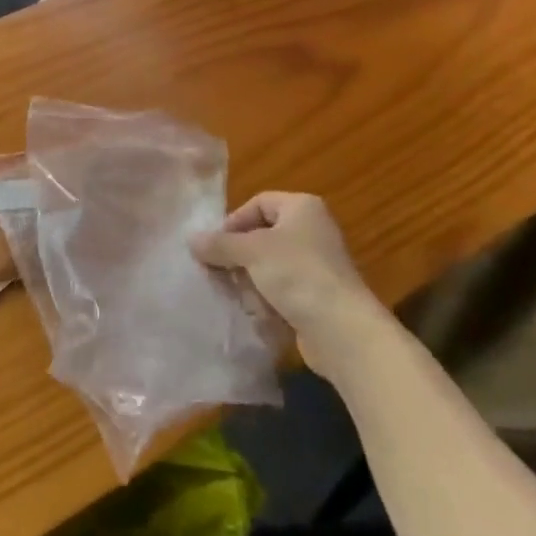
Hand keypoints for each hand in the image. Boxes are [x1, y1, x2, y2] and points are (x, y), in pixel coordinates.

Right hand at [191, 192, 384, 374]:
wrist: (344, 332)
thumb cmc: (297, 274)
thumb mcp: (251, 252)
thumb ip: (219, 244)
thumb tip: (191, 240)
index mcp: (302, 208)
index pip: (258, 203)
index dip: (234, 221)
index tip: (215, 245)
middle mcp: (312, 231)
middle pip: (262, 235)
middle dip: (238, 255)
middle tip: (218, 271)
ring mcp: (317, 266)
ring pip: (269, 266)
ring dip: (251, 280)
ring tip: (237, 295)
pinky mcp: (318, 297)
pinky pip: (283, 291)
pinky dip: (267, 300)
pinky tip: (256, 313)